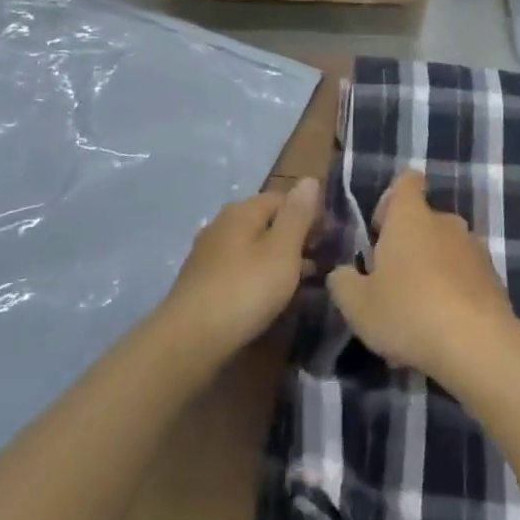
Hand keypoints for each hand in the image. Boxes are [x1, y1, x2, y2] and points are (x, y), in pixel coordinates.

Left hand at [163, 178, 320, 357]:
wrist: (189, 340)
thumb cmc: (245, 289)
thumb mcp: (282, 249)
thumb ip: (298, 214)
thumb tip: (309, 179)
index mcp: (242, 211)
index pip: (283, 198)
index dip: (309, 214)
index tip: (330, 238)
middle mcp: (222, 225)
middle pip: (267, 222)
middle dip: (295, 238)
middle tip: (320, 261)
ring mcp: (208, 255)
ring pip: (253, 248)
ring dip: (278, 259)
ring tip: (302, 282)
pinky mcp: (202, 283)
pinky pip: (240, 269)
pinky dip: (259, 276)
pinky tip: (269, 296)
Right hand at [327, 170, 519, 383]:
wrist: (476, 343)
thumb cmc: (408, 311)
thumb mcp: (357, 304)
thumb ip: (343, 282)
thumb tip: (343, 272)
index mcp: (411, 217)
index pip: (406, 181)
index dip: (390, 200)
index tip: (380, 231)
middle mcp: (446, 222)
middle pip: (423, 222)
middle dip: (407, 248)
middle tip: (389, 286)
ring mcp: (474, 248)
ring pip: (444, 253)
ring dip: (429, 274)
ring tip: (414, 319)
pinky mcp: (493, 277)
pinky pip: (464, 278)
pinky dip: (451, 295)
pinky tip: (439, 332)